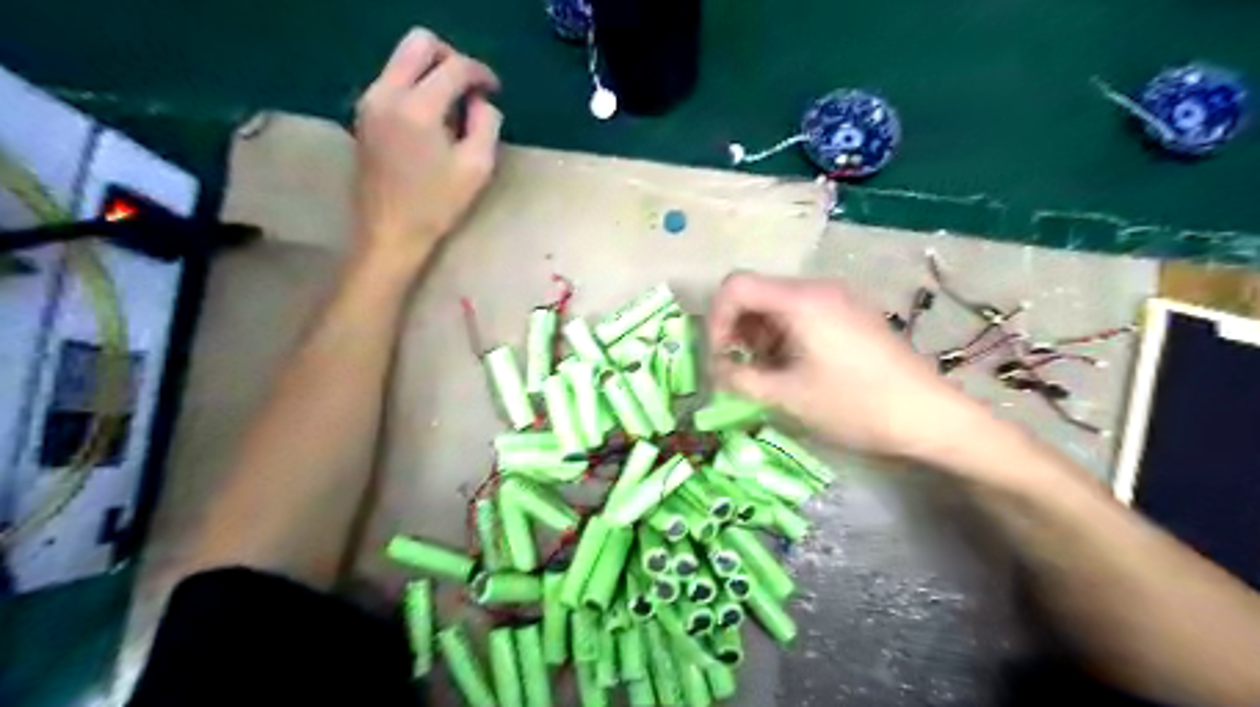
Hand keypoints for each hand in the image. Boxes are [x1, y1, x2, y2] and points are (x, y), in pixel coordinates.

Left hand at [354, 30, 503, 276]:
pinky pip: (393, 79)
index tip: (494, 90)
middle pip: (419, 42)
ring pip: (403, 59)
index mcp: (418, 108)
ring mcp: (370, 101)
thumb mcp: (476, 168)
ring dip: (432, 72)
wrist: (389, 232)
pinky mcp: (364, 113)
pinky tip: (432, 120)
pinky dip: (416, 86)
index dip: (480, 72)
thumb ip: (486, 124)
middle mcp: (387, 93)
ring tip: (454, 109)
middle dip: (450, 57)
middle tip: (470, 88)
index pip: (454, 66)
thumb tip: (482, 101)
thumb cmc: (437, 206)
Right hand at [707, 272, 992, 464]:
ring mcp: (838, 299)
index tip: (719, 358)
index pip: (735, 286)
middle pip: (756, 293)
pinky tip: (793, 369)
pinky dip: (783, 337)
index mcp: (800, 300)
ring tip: (766, 374)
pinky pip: (802, 314)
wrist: (930, 416)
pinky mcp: (851, 314)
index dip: (716, 320)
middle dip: (737, 331)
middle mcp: (817, 288)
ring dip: (759, 336)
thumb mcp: (787, 397)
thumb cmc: (855, 405)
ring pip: (777, 305)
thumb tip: (715, 369)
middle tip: (739, 369)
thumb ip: (740, 379)